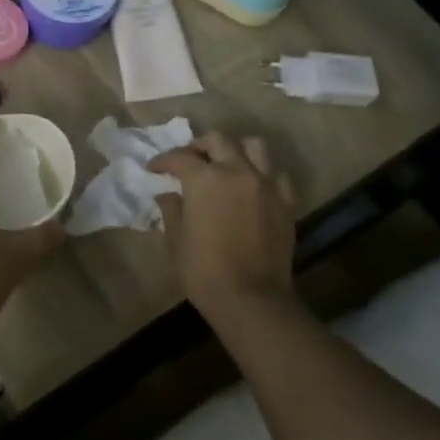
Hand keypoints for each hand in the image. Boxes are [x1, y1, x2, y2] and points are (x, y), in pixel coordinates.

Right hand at [148, 132, 296, 323]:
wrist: (251, 299)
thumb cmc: (203, 271)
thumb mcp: (176, 240)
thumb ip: (171, 209)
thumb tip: (168, 194)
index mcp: (205, 179)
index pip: (180, 158)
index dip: (163, 161)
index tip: (153, 169)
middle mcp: (238, 171)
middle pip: (218, 141)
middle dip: (199, 146)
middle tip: (188, 161)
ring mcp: (266, 185)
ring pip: (254, 147)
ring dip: (235, 150)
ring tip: (224, 165)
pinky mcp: (286, 202)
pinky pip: (276, 175)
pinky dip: (262, 175)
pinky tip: (252, 188)